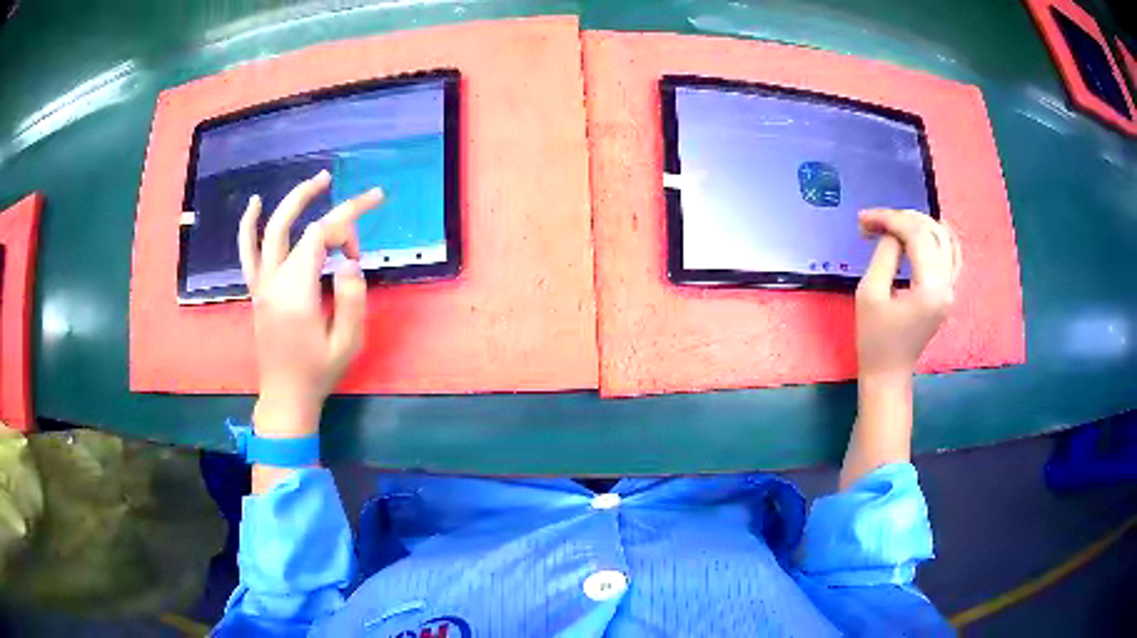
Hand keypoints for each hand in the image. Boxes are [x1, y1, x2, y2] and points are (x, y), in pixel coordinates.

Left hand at [238, 170, 382, 437]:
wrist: (286, 396)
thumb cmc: (319, 372)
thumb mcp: (348, 342)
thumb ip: (352, 298)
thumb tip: (349, 264)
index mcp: (296, 291)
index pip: (319, 236)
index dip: (345, 228)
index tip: (360, 251)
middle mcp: (274, 280)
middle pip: (296, 226)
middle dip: (320, 201)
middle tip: (340, 184)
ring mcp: (261, 284)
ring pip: (270, 231)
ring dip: (291, 202)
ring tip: (315, 182)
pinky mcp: (257, 290)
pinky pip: (248, 251)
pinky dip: (249, 225)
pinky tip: (255, 204)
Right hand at [855, 208, 961, 381]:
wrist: (888, 373)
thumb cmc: (874, 338)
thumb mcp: (870, 293)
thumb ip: (884, 255)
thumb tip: (892, 232)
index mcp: (930, 288)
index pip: (916, 235)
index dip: (890, 219)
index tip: (865, 219)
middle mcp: (947, 285)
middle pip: (933, 232)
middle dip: (903, 219)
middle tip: (874, 221)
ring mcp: (951, 289)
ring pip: (945, 239)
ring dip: (920, 224)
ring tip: (895, 223)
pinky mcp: (948, 293)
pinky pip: (952, 254)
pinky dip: (938, 237)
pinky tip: (924, 231)